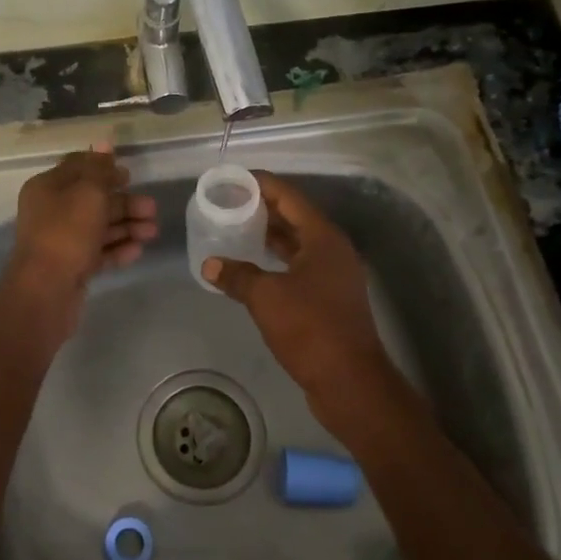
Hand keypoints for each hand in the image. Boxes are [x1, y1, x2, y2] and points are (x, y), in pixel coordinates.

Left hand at [1, 146, 156, 339]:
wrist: (46, 291)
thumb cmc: (67, 233)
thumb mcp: (88, 193)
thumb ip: (100, 169)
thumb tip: (104, 144)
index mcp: (48, 187)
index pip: (78, 168)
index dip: (104, 167)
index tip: (129, 174)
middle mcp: (52, 211)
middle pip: (93, 200)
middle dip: (124, 203)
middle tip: (152, 208)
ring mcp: (61, 241)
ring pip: (99, 227)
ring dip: (127, 226)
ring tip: (152, 232)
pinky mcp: (71, 266)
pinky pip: (98, 251)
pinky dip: (117, 248)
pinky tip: (138, 250)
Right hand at [202, 171, 408, 442]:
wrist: (349, 381)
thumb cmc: (310, 328)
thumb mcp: (266, 297)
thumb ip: (237, 276)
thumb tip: (210, 265)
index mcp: (323, 238)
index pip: (290, 197)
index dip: (262, 185)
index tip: (235, 179)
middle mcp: (332, 251)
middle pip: (295, 218)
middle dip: (263, 208)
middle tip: (229, 202)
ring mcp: (334, 276)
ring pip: (297, 244)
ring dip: (269, 236)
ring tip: (236, 228)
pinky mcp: (330, 299)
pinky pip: (299, 267)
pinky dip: (276, 261)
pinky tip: (253, 267)